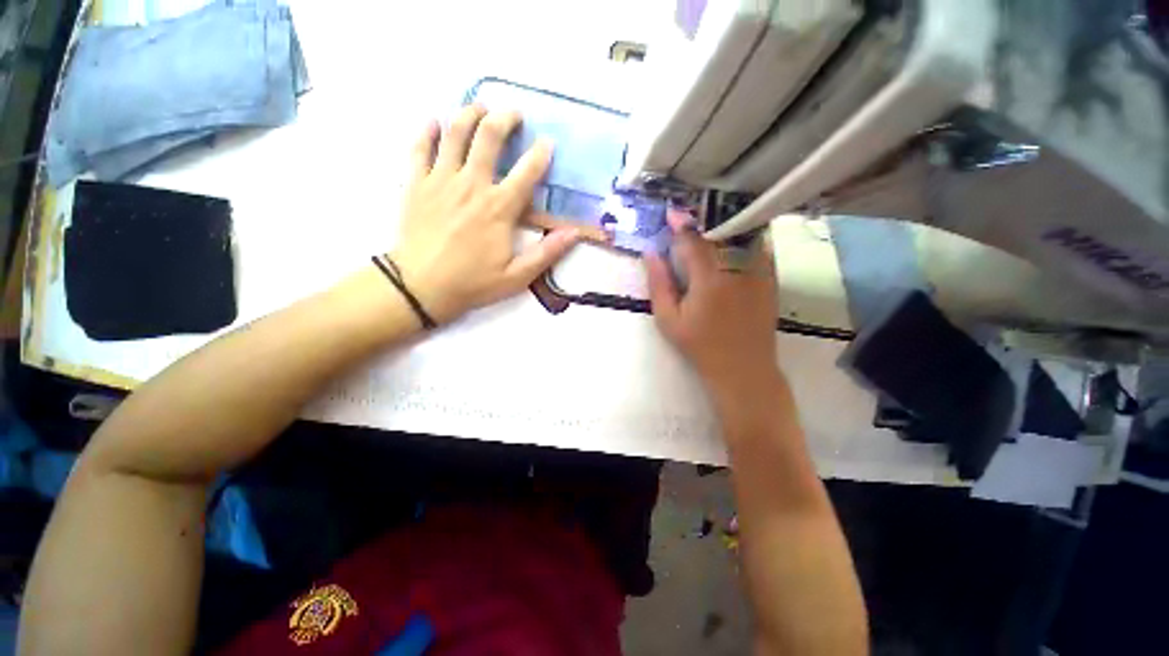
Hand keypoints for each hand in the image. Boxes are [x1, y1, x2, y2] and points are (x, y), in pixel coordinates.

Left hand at [390, 105, 580, 323]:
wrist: (421, 288)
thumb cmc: (473, 283)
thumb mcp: (518, 276)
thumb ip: (547, 253)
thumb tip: (574, 233)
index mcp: (499, 208)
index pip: (527, 171)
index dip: (541, 154)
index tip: (548, 144)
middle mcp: (471, 185)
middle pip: (488, 137)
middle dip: (504, 118)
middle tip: (514, 114)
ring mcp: (440, 181)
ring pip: (454, 133)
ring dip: (469, 114)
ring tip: (480, 107)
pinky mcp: (416, 184)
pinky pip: (420, 148)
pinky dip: (428, 131)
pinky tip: (436, 122)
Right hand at [645, 210, 783, 404]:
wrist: (742, 368)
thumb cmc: (700, 346)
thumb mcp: (669, 320)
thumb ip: (659, 285)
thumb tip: (650, 254)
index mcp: (709, 278)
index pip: (694, 240)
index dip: (680, 223)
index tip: (671, 213)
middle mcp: (737, 268)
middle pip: (720, 231)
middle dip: (702, 218)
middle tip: (690, 212)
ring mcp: (758, 271)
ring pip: (743, 233)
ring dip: (725, 222)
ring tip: (710, 218)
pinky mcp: (770, 277)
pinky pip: (760, 245)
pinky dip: (745, 234)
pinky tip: (734, 235)